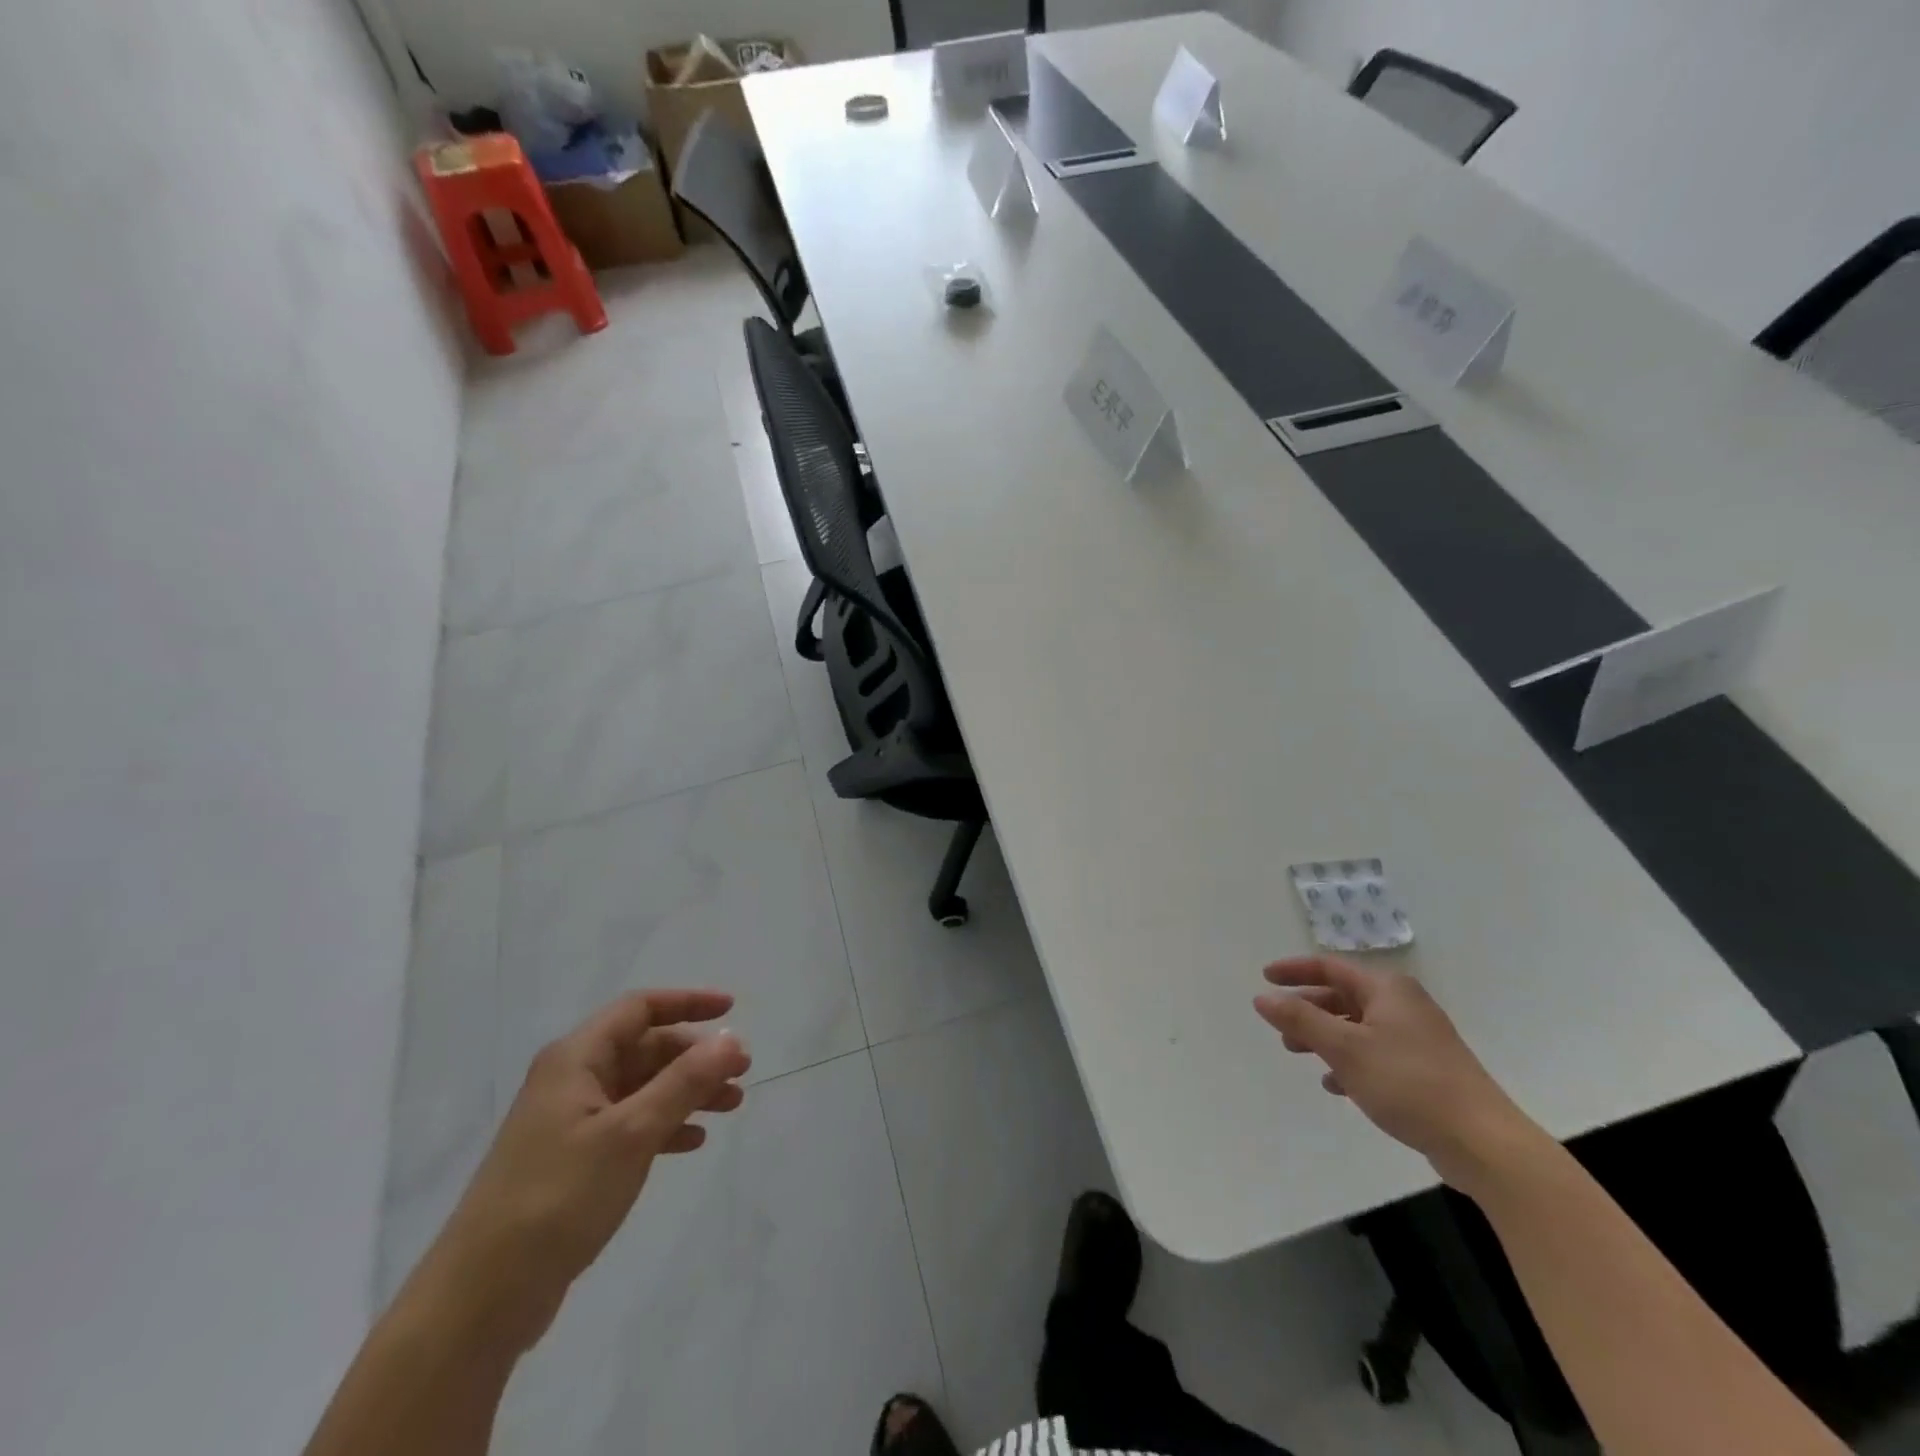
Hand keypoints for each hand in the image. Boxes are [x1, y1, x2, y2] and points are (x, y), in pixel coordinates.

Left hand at [418, 989, 750, 1349]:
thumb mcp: (631, 1133)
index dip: (688, 1002)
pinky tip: (693, 1142)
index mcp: (576, 1059)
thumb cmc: (558, 1197)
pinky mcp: (572, 1163)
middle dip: (695, 1056)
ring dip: (687, 1091)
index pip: (639, 1009)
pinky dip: (665, 1126)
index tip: (732, 1009)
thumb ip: (684, 1082)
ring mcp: (570, 1123)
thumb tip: (731, 1038)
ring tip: (731, 1106)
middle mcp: (571, 1081)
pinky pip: (630, 1126)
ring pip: (642, 1088)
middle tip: (740, 1072)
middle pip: (644, 1048)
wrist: (481, 1299)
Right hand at [1254, 956, 1534, 1186]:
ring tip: (1298, 1053)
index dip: (1294, 970)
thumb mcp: (1344, 1048)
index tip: (1264, 978)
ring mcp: (1418, 1038)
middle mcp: (1403, 1005)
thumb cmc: (1408, 1083)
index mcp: (1387, 989)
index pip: (1330, 967)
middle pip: (1343, 996)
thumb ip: (1300, 1019)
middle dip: (1308, 1009)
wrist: (1483, 1143)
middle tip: (1279, 1026)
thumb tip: (1262, 997)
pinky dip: (1349, 1061)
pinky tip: (1335, 1085)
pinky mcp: (1425, 1069)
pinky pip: (1375, 1053)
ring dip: (1325, 1036)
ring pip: (1357, 1026)